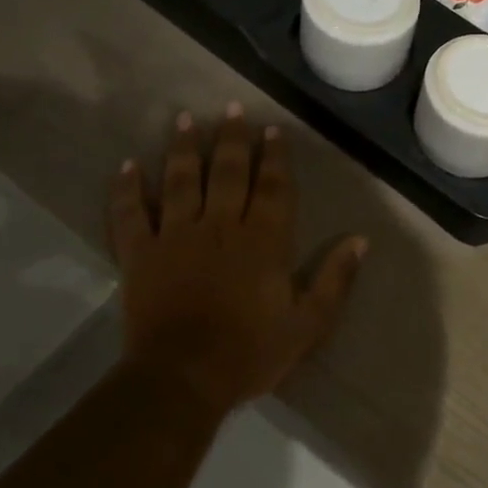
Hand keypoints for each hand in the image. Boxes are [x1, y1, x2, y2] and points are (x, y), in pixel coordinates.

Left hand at [109, 106, 365, 414]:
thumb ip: (334, 280)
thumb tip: (360, 240)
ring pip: (180, 181)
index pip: (273, 187)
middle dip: (232, 139)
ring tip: (186, 119)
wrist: (183, 379)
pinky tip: (127, 165)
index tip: (273, 130)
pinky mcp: (140, 254)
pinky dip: (127, 189)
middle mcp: (220, 226)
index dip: (275, 157)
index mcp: (263, 241)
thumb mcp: (308, 324)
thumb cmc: (250, 353)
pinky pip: (130, 214)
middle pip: (227, 172)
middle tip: (232, 108)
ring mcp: (176, 236)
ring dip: (184, 148)